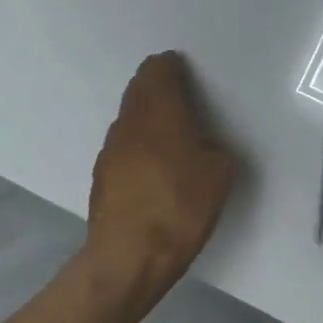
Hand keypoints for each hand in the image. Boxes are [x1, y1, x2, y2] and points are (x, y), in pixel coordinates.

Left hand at [85, 53, 238, 292]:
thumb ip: (214, 147)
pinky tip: (155, 166)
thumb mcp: (220, 173)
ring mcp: (110, 149)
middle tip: (182, 96)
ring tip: (172, 133)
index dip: (171, 66)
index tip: (186, 71)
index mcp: (159, 111)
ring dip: (148, 116)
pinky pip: (124, 145)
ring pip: (129, 118)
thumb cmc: (181, 206)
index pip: (157, 70)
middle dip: (158, 87)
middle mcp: (129, 122)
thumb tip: (203, 145)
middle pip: (139, 90)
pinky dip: (140, 144)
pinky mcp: (102, 176)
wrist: (130, 256)